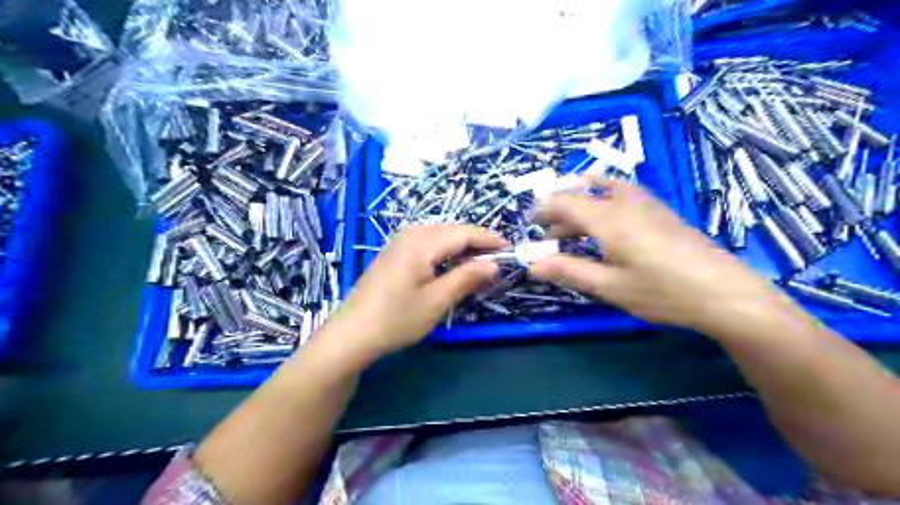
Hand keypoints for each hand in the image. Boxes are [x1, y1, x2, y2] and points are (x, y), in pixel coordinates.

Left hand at [331, 224, 505, 357]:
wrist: (353, 332)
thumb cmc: (397, 318)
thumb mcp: (437, 300)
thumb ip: (467, 277)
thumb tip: (493, 264)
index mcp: (422, 241)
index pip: (465, 233)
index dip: (490, 240)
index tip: (510, 250)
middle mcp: (411, 233)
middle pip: (453, 232)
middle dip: (477, 244)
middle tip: (497, 262)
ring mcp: (400, 242)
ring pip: (441, 237)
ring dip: (462, 249)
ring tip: (479, 267)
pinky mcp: (395, 253)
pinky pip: (428, 245)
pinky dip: (445, 254)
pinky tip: (453, 268)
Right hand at [530, 178, 776, 330]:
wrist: (725, 292)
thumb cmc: (662, 291)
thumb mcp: (609, 286)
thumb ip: (568, 271)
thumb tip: (532, 264)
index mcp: (607, 218)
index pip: (564, 202)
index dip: (543, 209)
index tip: (531, 224)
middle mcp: (624, 202)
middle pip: (582, 195)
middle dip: (560, 212)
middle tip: (549, 236)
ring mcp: (646, 203)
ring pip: (602, 191)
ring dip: (581, 206)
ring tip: (572, 228)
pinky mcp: (660, 211)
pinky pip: (622, 194)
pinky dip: (603, 201)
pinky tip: (606, 221)